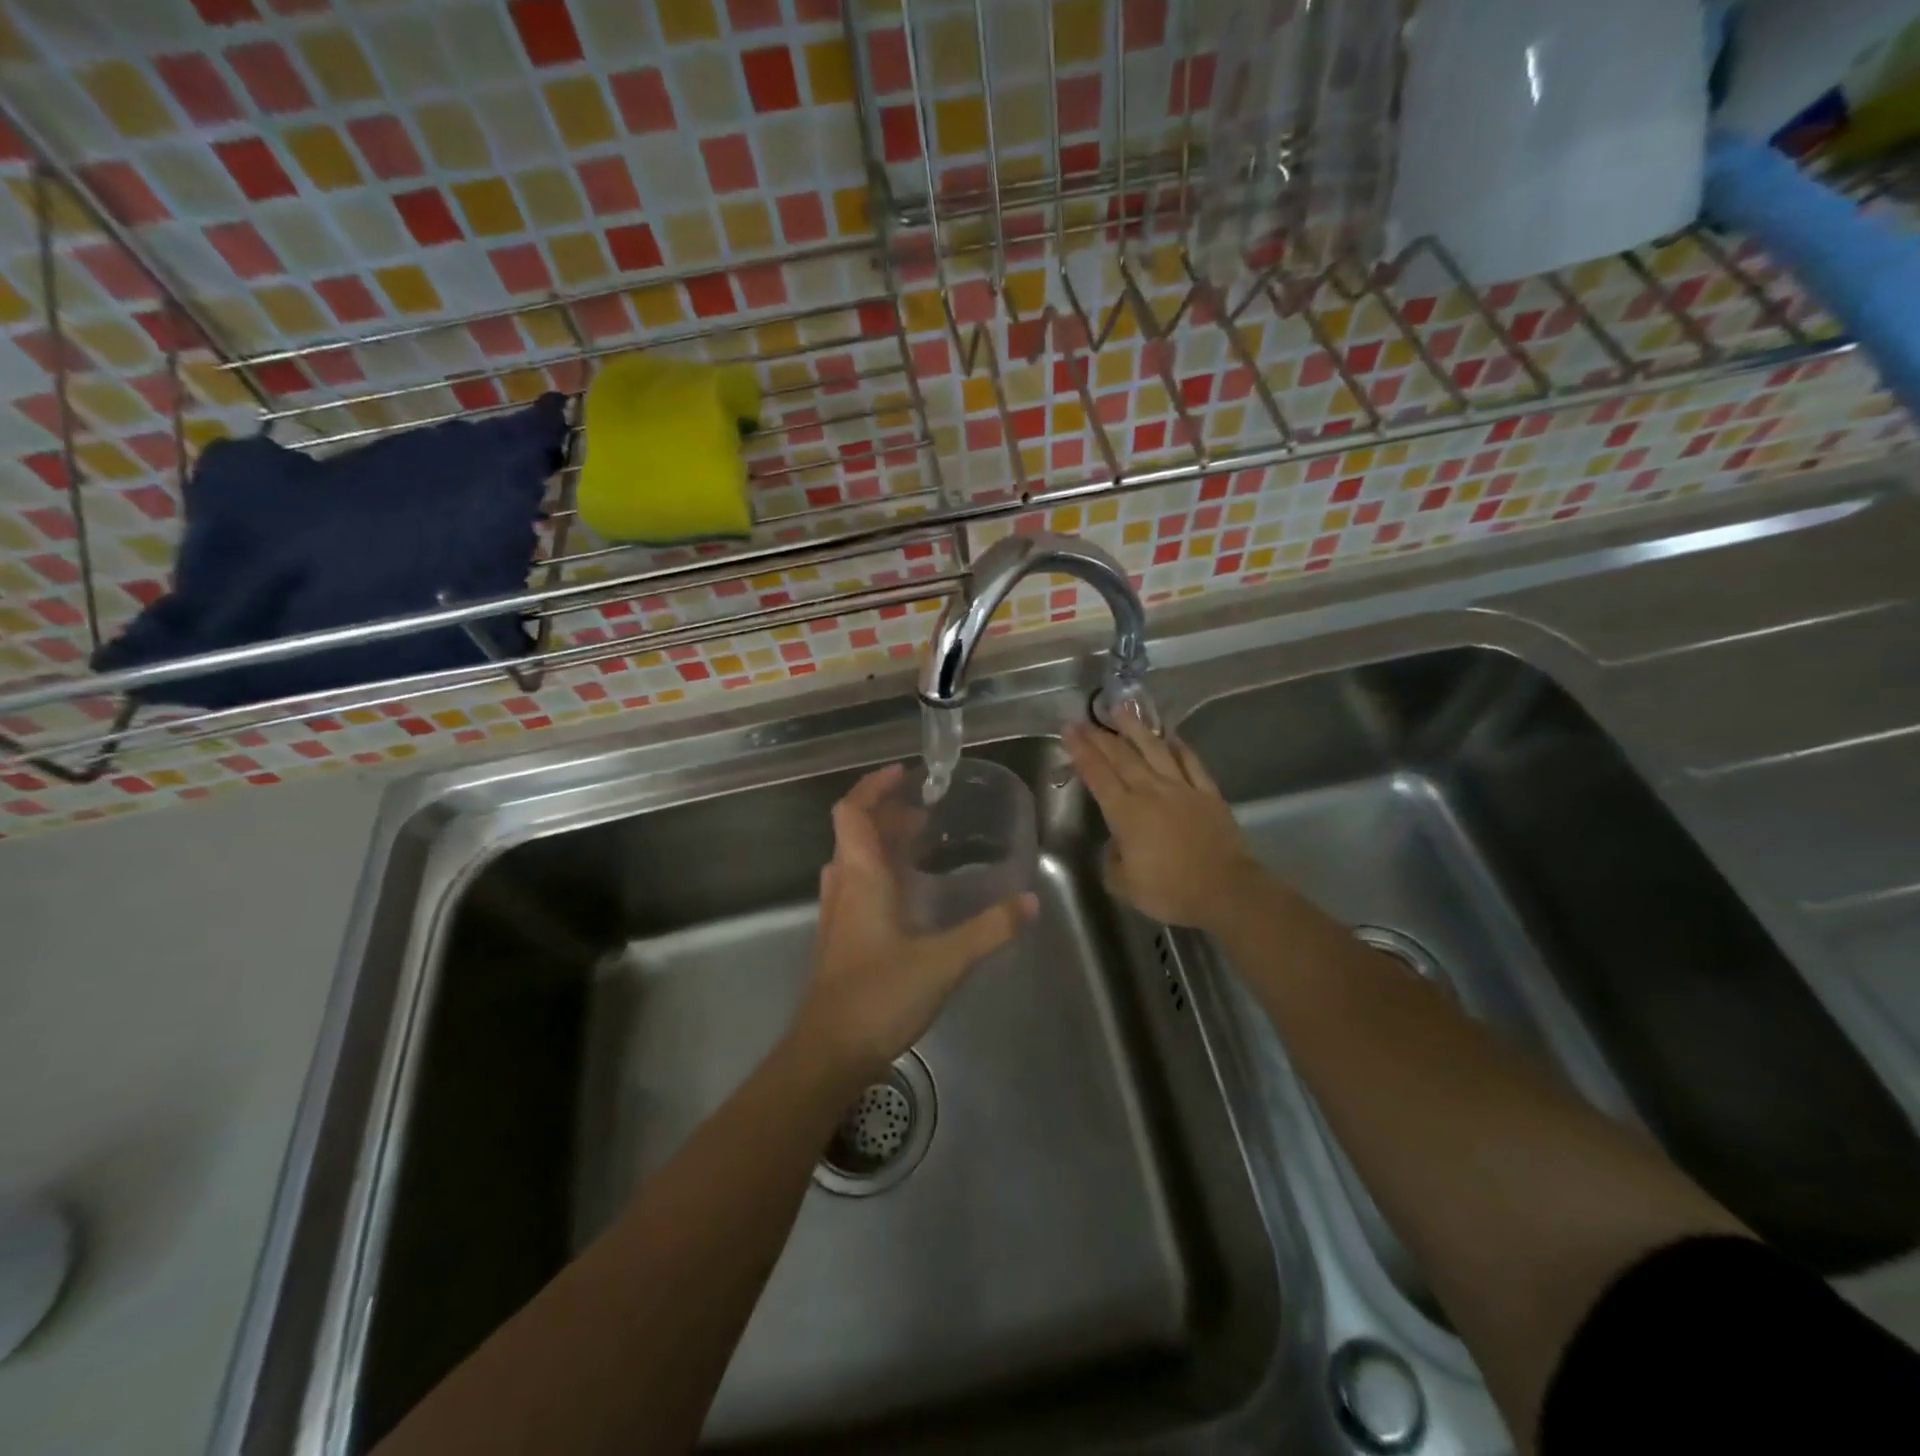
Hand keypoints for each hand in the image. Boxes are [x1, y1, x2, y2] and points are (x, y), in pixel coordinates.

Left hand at [793, 764, 1037, 1082]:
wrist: (829, 1052)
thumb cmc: (878, 996)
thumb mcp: (944, 961)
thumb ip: (989, 930)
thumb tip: (1029, 901)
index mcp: (861, 878)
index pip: (852, 812)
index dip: (873, 787)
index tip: (904, 774)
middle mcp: (844, 886)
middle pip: (855, 832)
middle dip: (888, 813)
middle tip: (927, 811)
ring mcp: (839, 914)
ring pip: (855, 859)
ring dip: (883, 842)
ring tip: (923, 842)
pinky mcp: (842, 938)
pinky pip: (858, 885)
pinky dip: (881, 871)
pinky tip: (911, 892)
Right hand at [1066, 718, 1268, 931]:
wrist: (1226, 890)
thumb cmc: (1170, 891)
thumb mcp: (1124, 885)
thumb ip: (1112, 860)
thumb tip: (1115, 844)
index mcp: (1125, 812)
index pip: (1097, 774)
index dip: (1081, 751)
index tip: (1068, 729)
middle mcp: (1150, 791)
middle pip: (1121, 756)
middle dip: (1099, 736)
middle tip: (1084, 719)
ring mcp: (1182, 788)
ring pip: (1154, 750)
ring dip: (1135, 728)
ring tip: (1121, 709)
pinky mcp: (1207, 793)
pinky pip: (1191, 762)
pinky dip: (1179, 747)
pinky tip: (1170, 735)